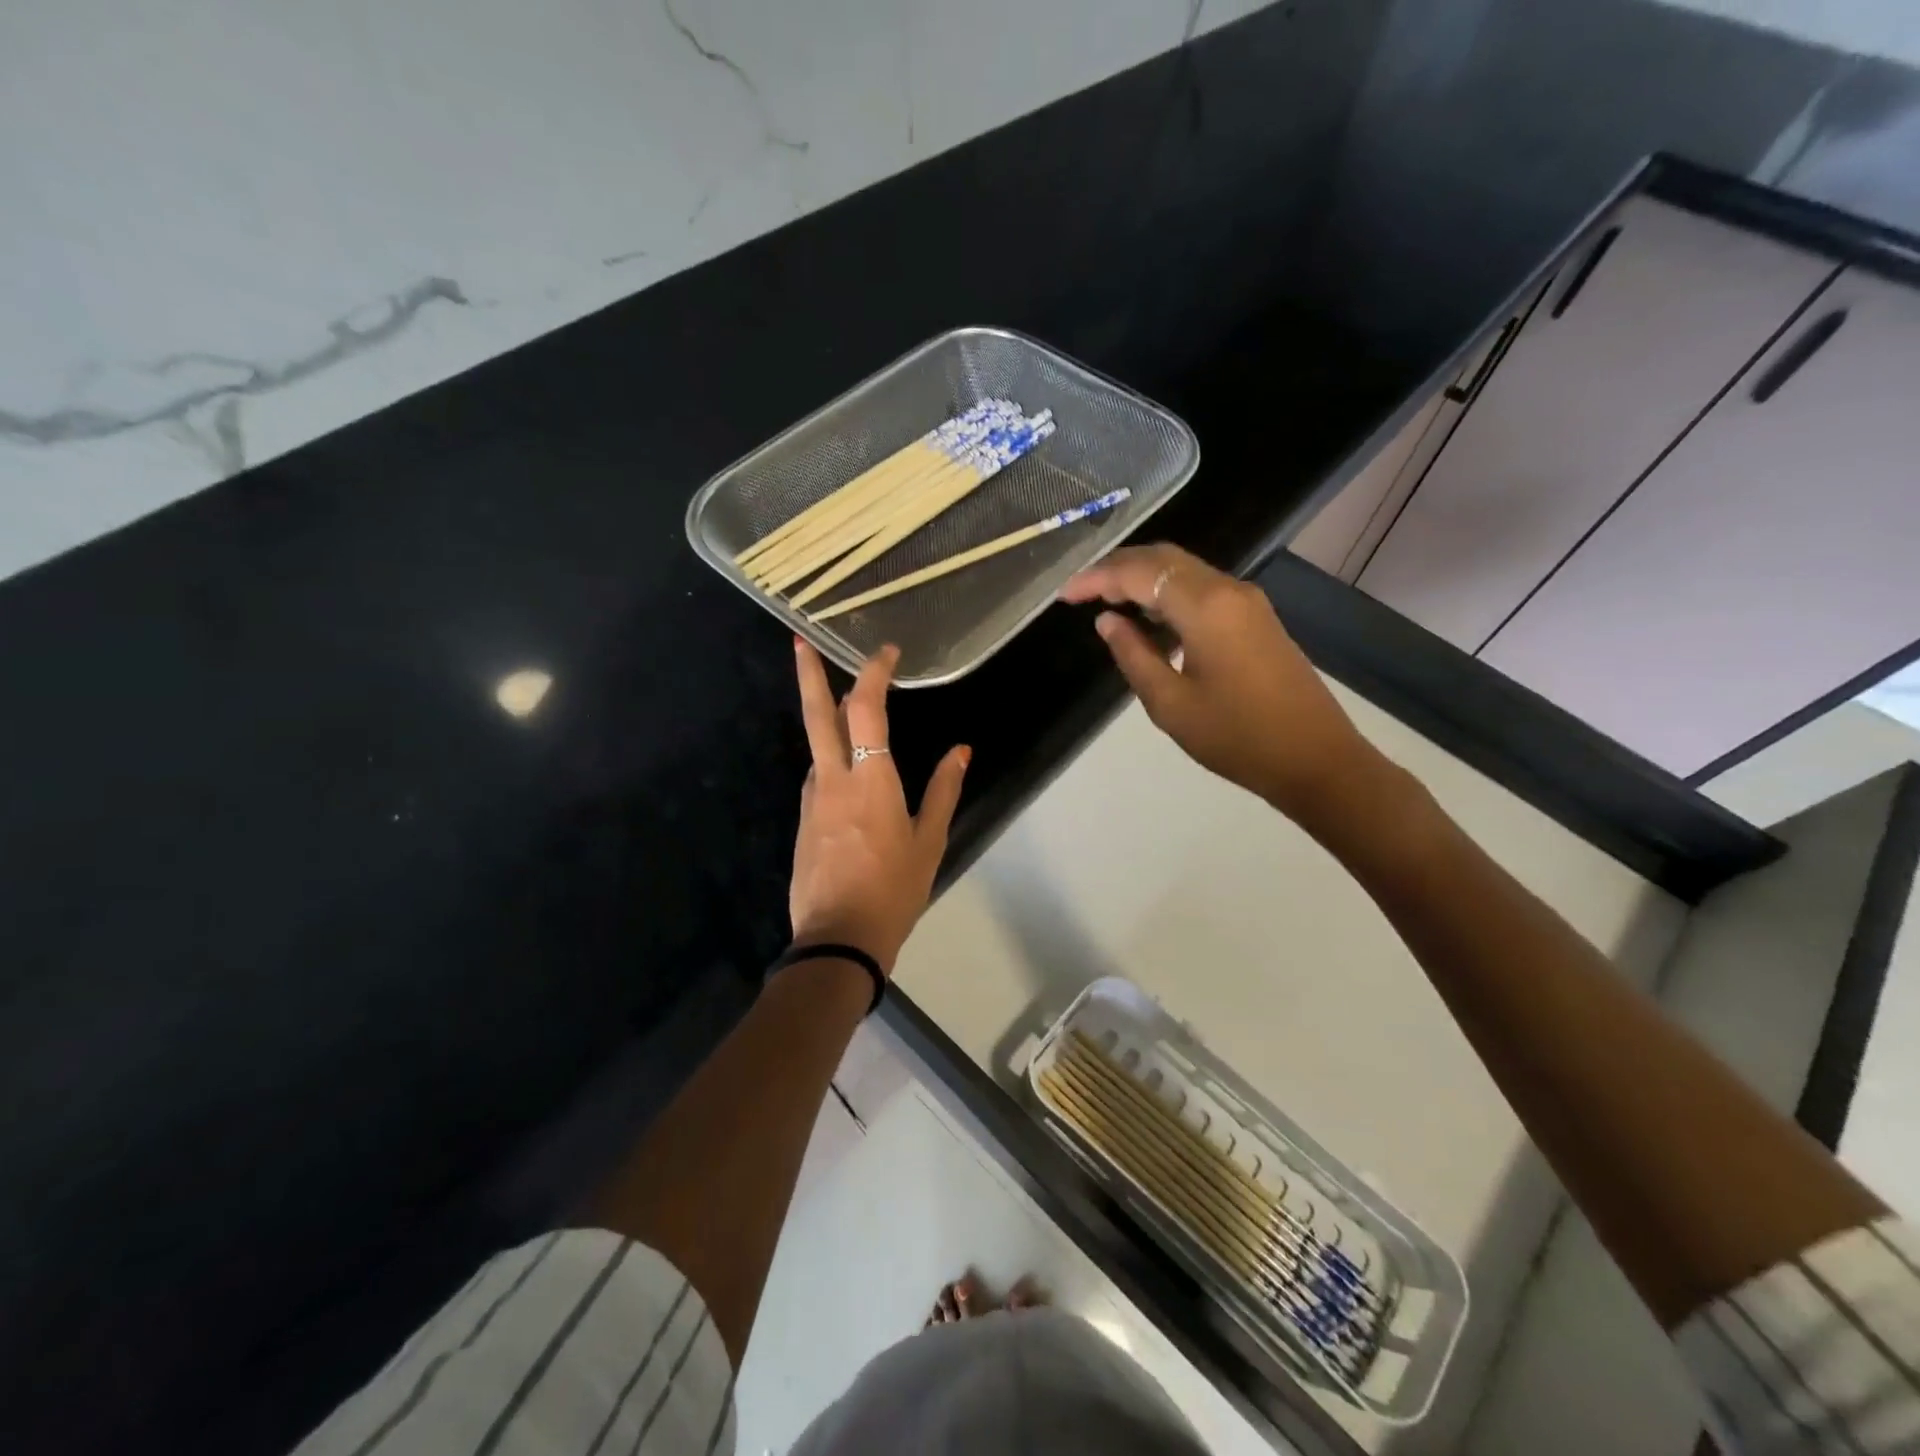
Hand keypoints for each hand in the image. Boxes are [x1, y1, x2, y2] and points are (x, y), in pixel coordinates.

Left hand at [788, 639, 969, 972]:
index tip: (886, 653)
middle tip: (799, 641)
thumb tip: (961, 750)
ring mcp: (812, 800)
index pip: (866, 709)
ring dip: (828, 719)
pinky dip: (831, 759)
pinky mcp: (804, 821)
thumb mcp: (930, 841)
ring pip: (817, 746)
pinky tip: (849, 771)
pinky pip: (819, 777)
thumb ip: (944, 790)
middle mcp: (833, 779)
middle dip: (808, 673)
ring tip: (848, 707)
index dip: (874, 674)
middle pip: (816, 715)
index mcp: (870, 780)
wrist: (838, 940)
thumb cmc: (894, 890)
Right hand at [1061, 544, 1376, 830]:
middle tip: (1082, 592)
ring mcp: (1247, 602)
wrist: (1315, 759)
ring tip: (1107, 604)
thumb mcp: (1170, 703)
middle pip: (1163, 558)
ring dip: (1143, 579)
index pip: (1138, 573)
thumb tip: (1108, 621)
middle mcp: (1228, 590)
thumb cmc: (1236, 737)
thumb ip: (1133, 655)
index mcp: (1205, 606)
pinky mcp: (1256, 618)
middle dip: (1118, 568)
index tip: (1064, 595)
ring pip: (1184, 571)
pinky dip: (1168, 595)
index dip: (1096, 578)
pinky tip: (1150, 623)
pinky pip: (1202, 590)